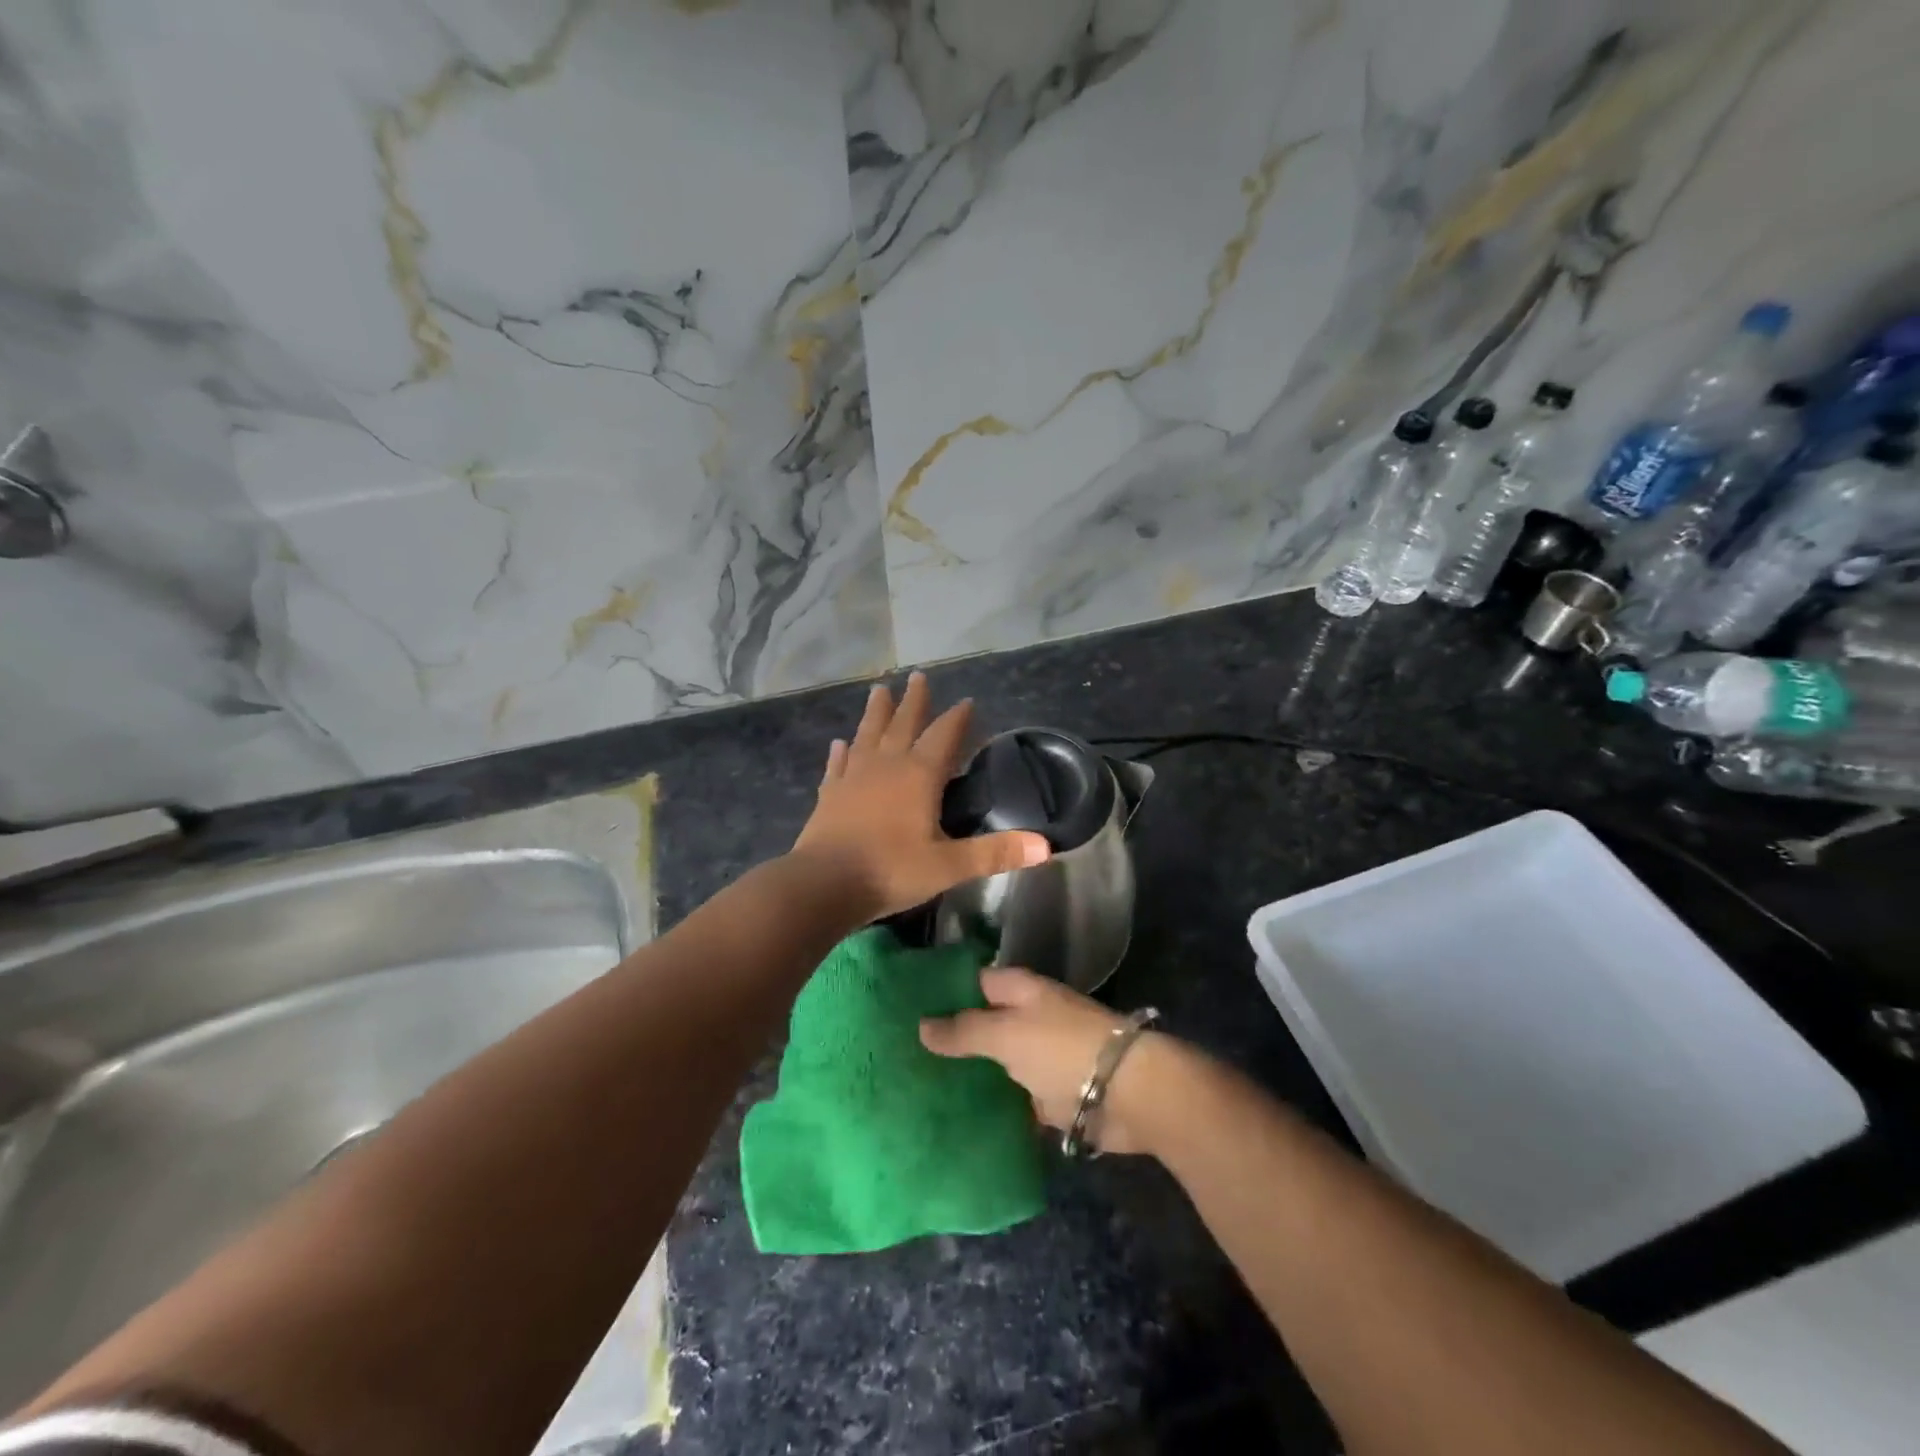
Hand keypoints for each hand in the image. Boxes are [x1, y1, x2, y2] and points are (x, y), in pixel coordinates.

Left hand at [790, 672, 1049, 921]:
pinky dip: (841, 752)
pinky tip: (840, 743)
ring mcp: (853, 778)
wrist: (823, 885)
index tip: (968, 701)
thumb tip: (1046, 846)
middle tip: (919, 675)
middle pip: (902, 724)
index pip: (944, 736)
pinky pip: (838, 765)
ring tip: (879, 689)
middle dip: (914, 700)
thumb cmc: (891, 871)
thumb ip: (995, 853)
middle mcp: (886, 766)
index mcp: (918, 776)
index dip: (958, 718)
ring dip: (876, 712)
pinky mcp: (830, 795)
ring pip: (868, 735)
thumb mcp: (949, 866)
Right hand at [919, 968, 1167, 1154]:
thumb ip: (963, 1030)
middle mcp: (1027, 1018)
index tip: (903, 1010)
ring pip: (993, 1064)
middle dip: (948, 1040)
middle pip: (980, 1025)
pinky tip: (953, 1121)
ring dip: (966, 1076)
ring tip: (916, 1091)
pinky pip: (1009, 1099)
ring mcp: (1037, 1058)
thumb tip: (920, 1025)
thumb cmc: (1061, 1049)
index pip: (972, 982)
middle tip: (900, 1058)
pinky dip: (989, 1107)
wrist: (1127, 1093)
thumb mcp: (1005, 1034)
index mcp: (1019, 991)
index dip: (941, 993)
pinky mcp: (1046, 1096)